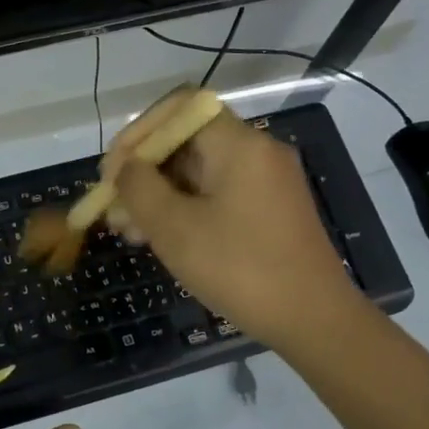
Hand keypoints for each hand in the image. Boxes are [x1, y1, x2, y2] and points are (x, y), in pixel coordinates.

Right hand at [102, 94, 357, 352]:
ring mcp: (266, 181)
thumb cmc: (240, 269)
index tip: (113, 171)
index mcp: (239, 144)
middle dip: (143, 169)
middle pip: (187, 139)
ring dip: (158, 193)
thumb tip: (125, 168)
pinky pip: (216, 193)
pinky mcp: (268, 209)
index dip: (139, 131)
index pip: (179, 107)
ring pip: (198, 170)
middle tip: (113, 206)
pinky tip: (158, 238)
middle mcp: (256, 152)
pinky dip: (184, 207)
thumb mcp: (175, 228)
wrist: (315, 321)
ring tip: (127, 230)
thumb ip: (139, 187)